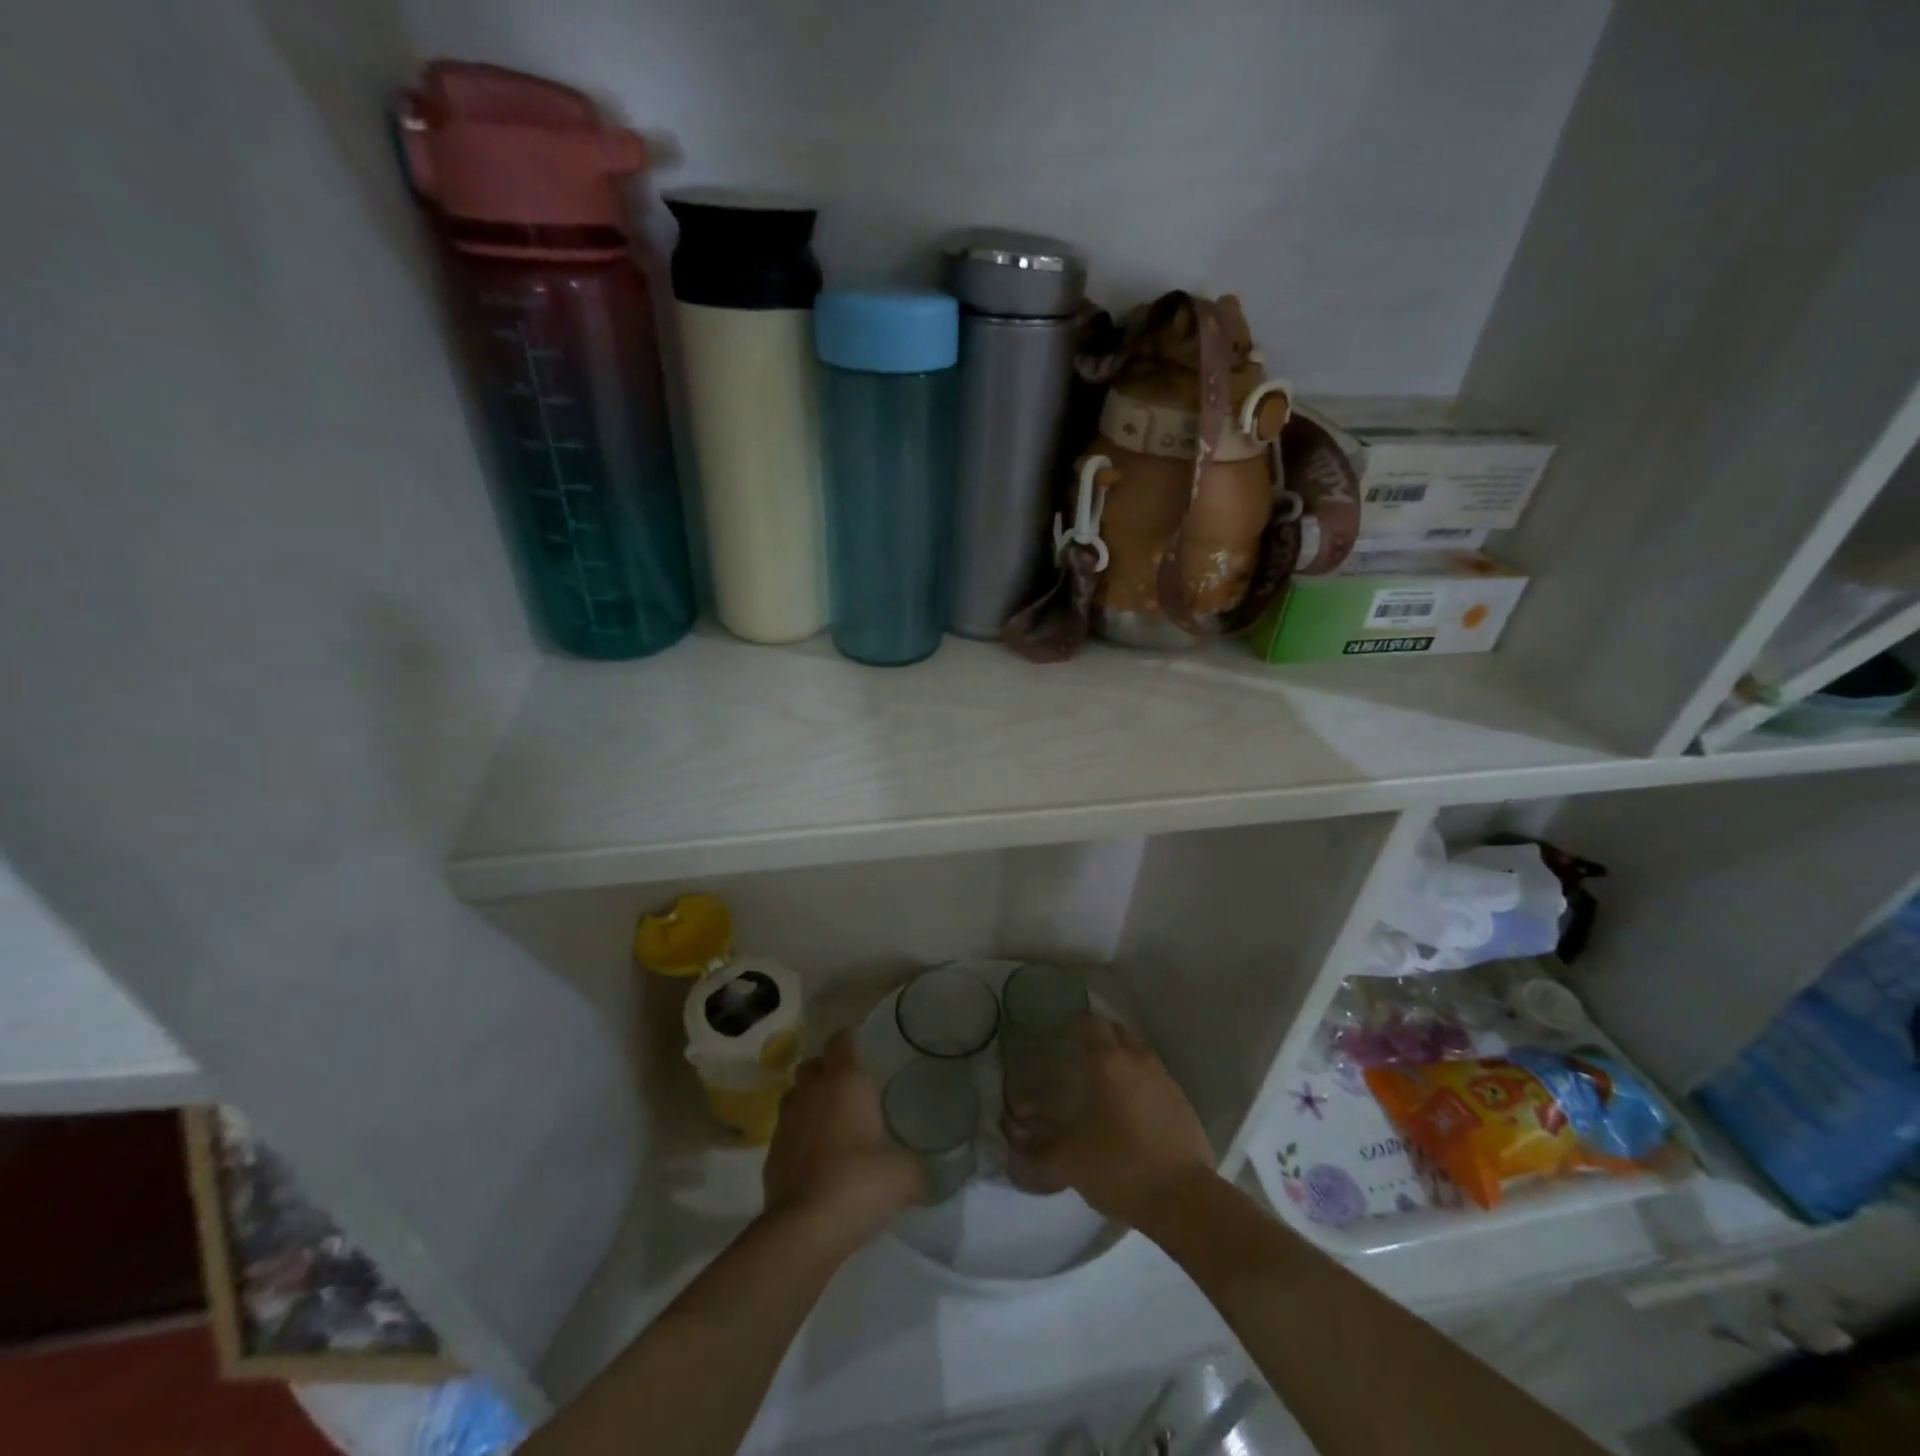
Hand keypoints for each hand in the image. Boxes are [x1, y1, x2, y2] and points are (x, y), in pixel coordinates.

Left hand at [763, 1030, 922, 1249]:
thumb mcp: (904, 1175)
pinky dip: (799, 1139)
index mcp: (844, 1081)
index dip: (849, 1040)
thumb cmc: (859, 1182)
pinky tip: (817, 1160)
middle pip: (812, 1065)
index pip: (841, 1041)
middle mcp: (811, 1092)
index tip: (863, 1048)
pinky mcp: (771, 1156)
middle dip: (826, 1070)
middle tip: (848, 1088)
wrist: (805, 1230)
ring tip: (831, 1124)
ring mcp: (786, 1123)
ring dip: (810, 1104)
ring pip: (795, 1097)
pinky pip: (787, 1134)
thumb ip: (916, 1167)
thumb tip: (928, 1175)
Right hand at [1003, 1017, 1216, 1227]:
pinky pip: (1153, 1076)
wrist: (1184, 1199)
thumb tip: (1011, 1140)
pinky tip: (1128, 1109)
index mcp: (1107, 1062)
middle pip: (1114, 1031)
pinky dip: (1137, 1081)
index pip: (1089, 1023)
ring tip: (1101, 1084)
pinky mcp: (1181, 1100)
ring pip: (1135, 1052)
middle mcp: (1136, 1059)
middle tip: (1076, 1057)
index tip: (1058, 1037)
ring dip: (1118, 1058)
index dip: (1072, 1024)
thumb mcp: (1067, 1162)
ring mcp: (1163, 1077)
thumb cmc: (1119, 1167)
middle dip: (1095, 1037)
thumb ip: (1034, 1150)